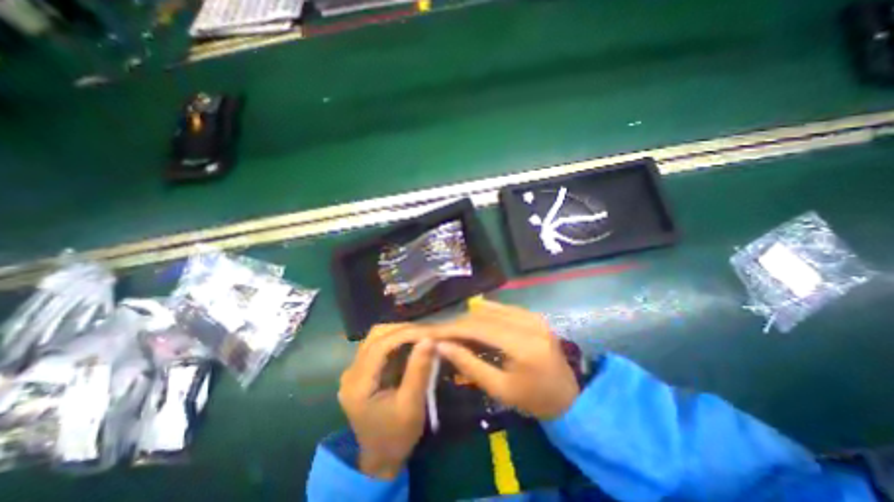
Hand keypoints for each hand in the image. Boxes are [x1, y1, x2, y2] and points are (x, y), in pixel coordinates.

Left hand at [338, 323, 434, 479]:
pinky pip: (379, 344)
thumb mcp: (412, 406)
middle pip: (376, 336)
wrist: (381, 457)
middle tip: (427, 332)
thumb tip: (429, 339)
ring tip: (421, 335)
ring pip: (377, 337)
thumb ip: (419, 371)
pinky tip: (412, 343)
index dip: (405, 334)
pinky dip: (397, 340)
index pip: (380, 346)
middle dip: (403, 330)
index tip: (428, 332)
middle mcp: (351, 372)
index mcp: (358, 385)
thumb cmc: (397, 436)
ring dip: (400, 332)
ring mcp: (355, 370)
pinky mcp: (362, 369)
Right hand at [434, 301, 579, 419]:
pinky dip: (484, 315)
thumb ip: (469, 365)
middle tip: (440, 333)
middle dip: (458, 323)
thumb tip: (441, 346)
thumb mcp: (500, 389)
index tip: (432, 333)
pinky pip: (502, 309)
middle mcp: (529, 323)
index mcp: (523, 345)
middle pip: (483, 315)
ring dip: (469, 319)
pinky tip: (473, 323)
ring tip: (453, 330)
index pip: (479, 328)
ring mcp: (533, 315)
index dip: (453, 329)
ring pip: (491, 309)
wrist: (570, 397)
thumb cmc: (534, 400)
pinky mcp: (534, 315)